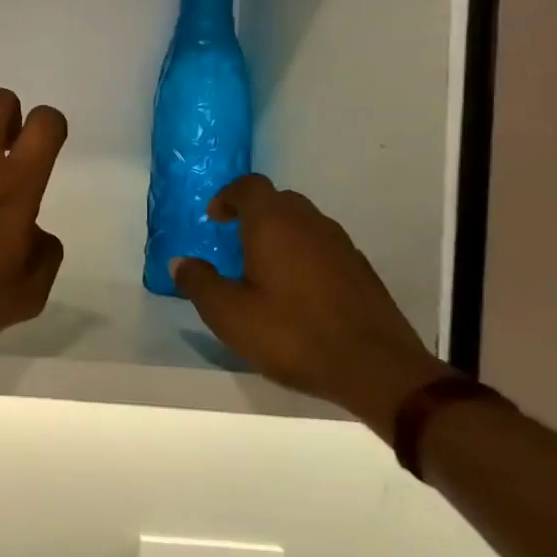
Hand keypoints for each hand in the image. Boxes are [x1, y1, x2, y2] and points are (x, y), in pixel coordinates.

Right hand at [171, 175, 450, 436]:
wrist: (375, 369)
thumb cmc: (291, 334)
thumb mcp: (229, 314)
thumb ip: (199, 283)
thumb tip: (180, 262)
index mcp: (274, 224)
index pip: (249, 186)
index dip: (227, 196)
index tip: (214, 220)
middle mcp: (310, 223)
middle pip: (278, 200)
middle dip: (253, 214)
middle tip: (234, 243)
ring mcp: (342, 245)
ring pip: (304, 223)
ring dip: (280, 235)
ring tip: (262, 269)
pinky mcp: (361, 270)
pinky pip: (323, 247)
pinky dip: (303, 255)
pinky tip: (295, 292)